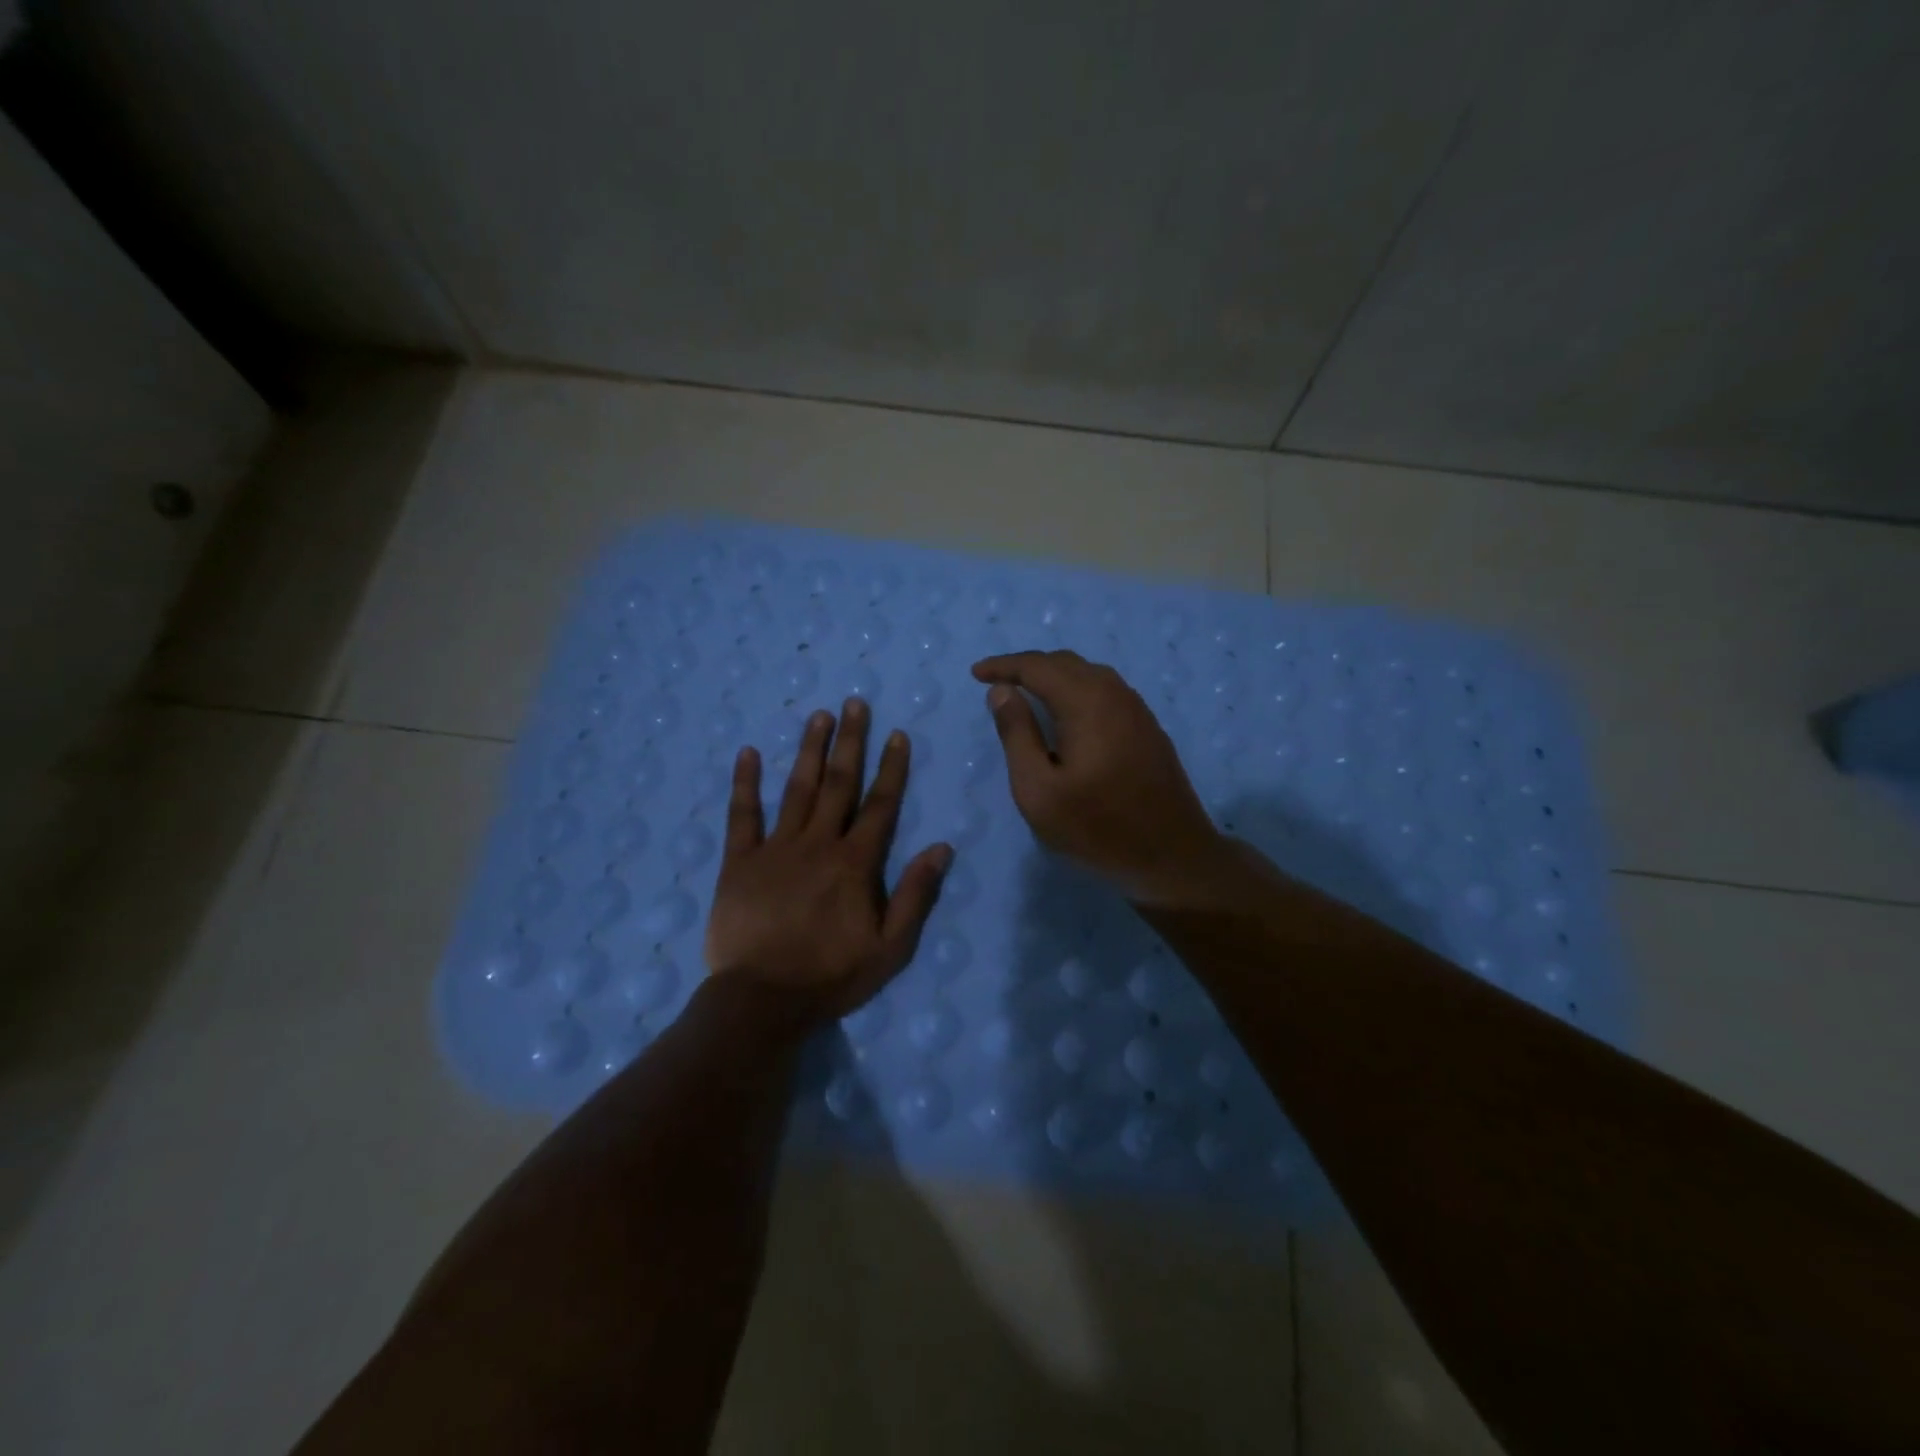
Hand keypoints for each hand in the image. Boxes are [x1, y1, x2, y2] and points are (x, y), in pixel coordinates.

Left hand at [705, 698, 952, 1022]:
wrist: (762, 1000)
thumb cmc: (831, 976)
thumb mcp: (890, 947)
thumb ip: (915, 894)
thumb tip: (942, 847)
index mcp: (855, 863)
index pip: (880, 804)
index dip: (891, 767)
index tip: (897, 733)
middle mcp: (818, 843)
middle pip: (838, 783)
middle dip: (849, 741)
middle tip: (854, 703)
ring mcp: (775, 848)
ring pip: (796, 788)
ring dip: (808, 749)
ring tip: (818, 715)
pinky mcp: (738, 861)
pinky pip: (742, 815)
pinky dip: (744, 783)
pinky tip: (747, 753)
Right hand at [973, 650, 1236, 906]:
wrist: (1172, 858)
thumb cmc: (1097, 829)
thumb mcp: (1039, 790)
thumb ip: (1017, 734)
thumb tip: (1002, 691)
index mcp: (1087, 703)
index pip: (1038, 667)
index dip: (1004, 666)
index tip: (976, 673)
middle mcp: (1115, 694)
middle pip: (1066, 663)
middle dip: (1028, 667)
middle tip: (997, 683)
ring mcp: (1138, 710)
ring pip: (1089, 675)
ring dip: (1054, 676)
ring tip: (1026, 693)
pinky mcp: (1148, 729)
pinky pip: (1106, 692)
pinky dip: (1077, 690)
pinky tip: (1067, 713)